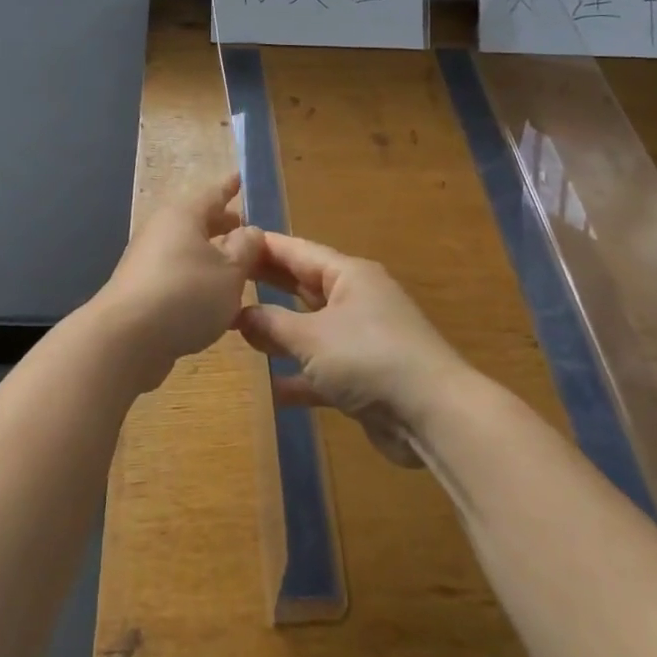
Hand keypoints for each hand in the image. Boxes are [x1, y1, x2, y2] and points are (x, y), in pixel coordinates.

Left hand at [94, 174, 264, 390]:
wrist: (126, 340)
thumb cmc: (186, 294)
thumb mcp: (231, 271)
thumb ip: (246, 248)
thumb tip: (250, 231)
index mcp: (184, 216)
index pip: (212, 193)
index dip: (229, 187)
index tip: (240, 177)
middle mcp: (162, 231)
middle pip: (197, 221)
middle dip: (221, 223)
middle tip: (244, 225)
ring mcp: (147, 262)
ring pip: (187, 249)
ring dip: (210, 254)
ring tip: (235, 265)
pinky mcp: (141, 292)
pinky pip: (177, 274)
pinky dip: (197, 278)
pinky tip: (212, 298)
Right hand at [235, 233, 469, 466]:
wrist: (432, 414)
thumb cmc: (369, 357)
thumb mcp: (311, 336)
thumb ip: (271, 323)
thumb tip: (239, 314)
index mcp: (348, 275)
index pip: (297, 250)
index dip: (263, 246)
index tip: (227, 241)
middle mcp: (355, 299)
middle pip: (302, 285)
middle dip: (266, 284)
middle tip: (223, 282)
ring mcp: (361, 339)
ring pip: (310, 328)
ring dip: (278, 331)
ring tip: (235, 330)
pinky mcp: (363, 377)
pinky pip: (321, 370)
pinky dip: (298, 376)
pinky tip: (269, 387)